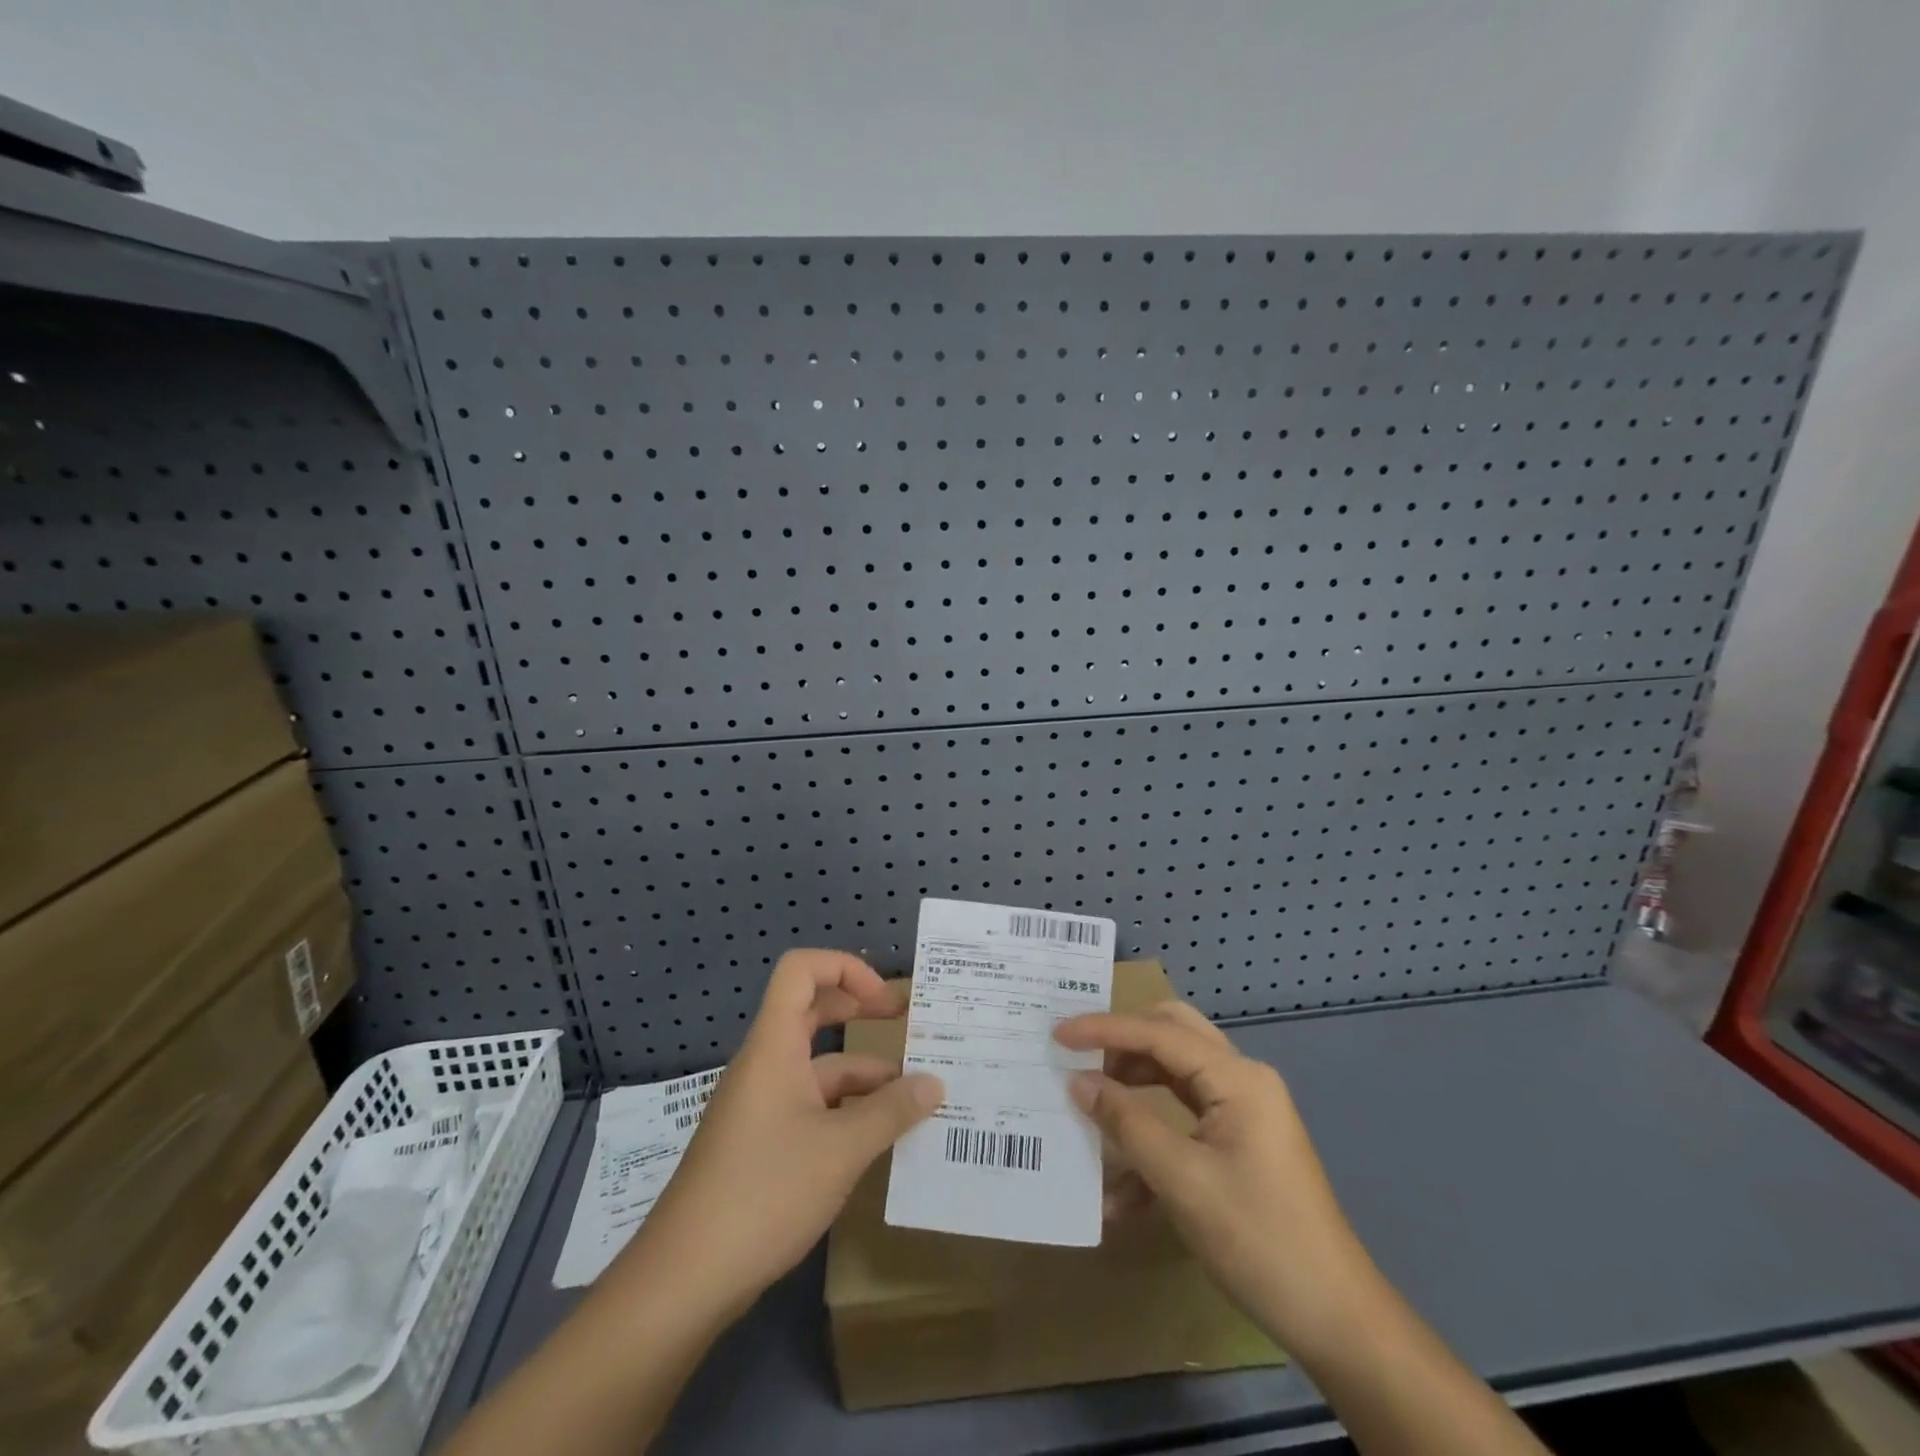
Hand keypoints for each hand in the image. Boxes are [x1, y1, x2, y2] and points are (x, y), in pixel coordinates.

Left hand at [631, 950, 942, 1315]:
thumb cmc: (764, 1192)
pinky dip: (847, 1113)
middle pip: (812, 1012)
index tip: (886, 1000)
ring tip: (916, 1100)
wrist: (683, 1281)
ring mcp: (760, 1106)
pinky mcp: (760, 1144)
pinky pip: (811, 1107)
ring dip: (864, 1076)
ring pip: (818, 1069)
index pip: (801, 970)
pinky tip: (880, 1140)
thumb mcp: (841, 1150)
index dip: (846, 968)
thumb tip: (935, 1084)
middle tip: (909, 1026)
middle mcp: (765, 1065)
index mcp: (774, 1046)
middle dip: (861, 1012)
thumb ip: (892, 1111)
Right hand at [1055, 1000, 1372, 1357]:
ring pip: (1176, 1074)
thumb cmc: (1259, 1240)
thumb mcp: (1182, 1181)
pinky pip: (1186, 1117)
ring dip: (1134, 1088)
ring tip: (1092, 1106)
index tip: (1058, 1035)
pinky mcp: (1241, 1142)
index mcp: (1237, 1078)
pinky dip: (1152, 1133)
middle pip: (1172, 1035)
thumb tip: (1078, 1082)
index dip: (1104, 1030)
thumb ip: (1127, 1123)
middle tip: (1080, 1055)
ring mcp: (1244, 1111)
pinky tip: (1121, 1185)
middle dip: (1123, 1043)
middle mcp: (1242, 1080)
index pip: (1159, 1034)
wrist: (1337, 1320)